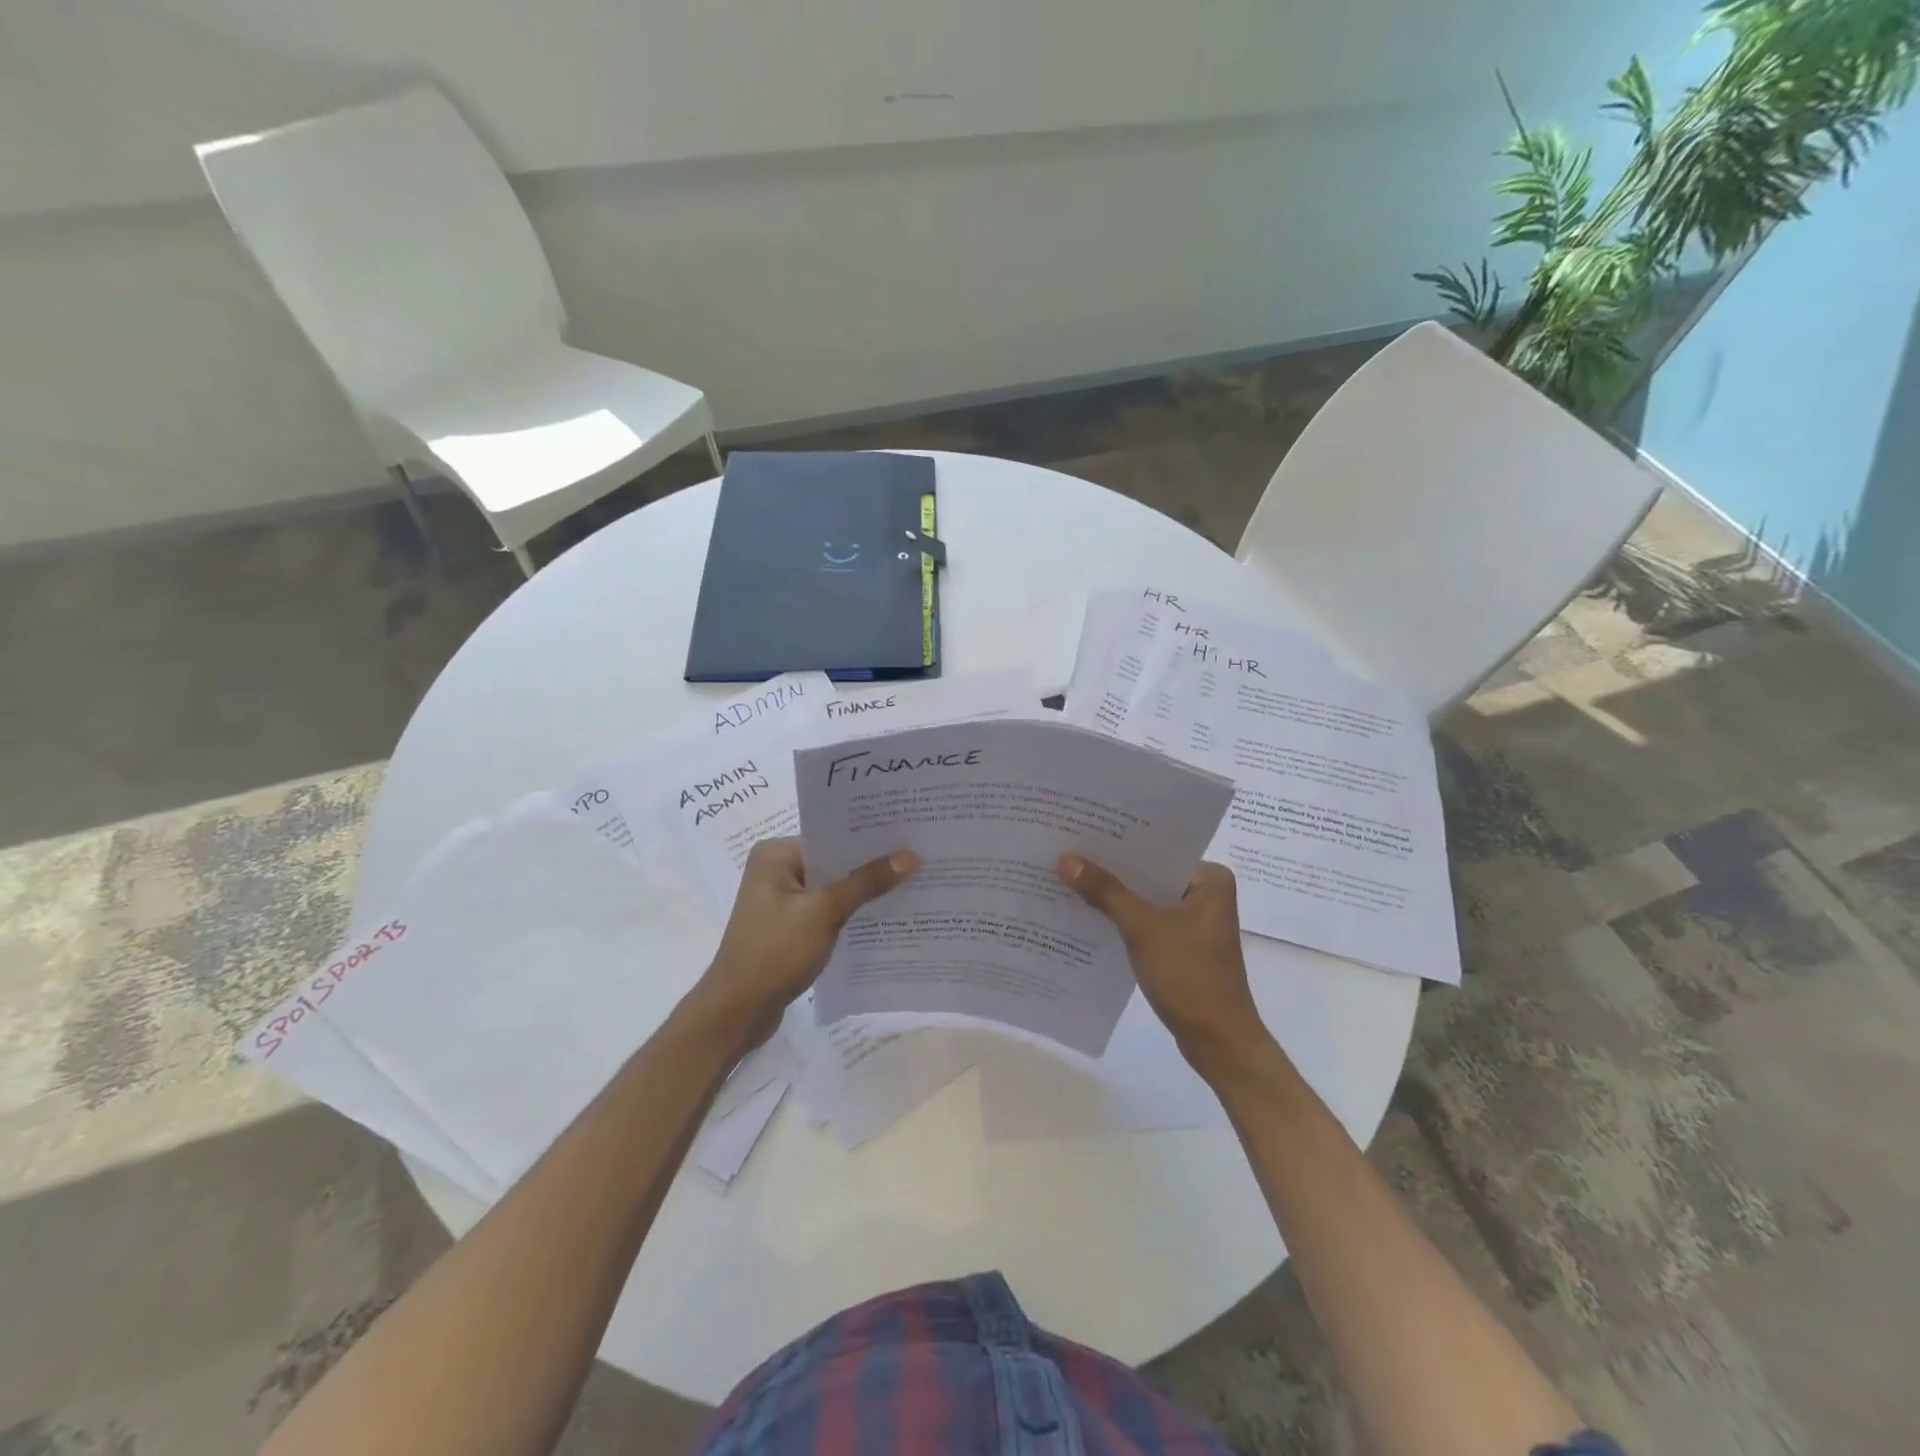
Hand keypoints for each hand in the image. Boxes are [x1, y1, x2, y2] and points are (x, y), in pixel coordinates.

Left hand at [688, 837, 917, 1050]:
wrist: (737, 1012)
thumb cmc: (775, 952)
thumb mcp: (824, 912)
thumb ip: (866, 882)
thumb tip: (910, 855)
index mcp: (775, 854)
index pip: (830, 836)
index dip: (869, 837)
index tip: (908, 834)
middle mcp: (776, 869)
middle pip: (833, 861)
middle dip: (870, 864)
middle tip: (918, 857)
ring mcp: (781, 900)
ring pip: (832, 887)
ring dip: (862, 890)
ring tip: (911, 883)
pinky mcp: (788, 926)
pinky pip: (826, 909)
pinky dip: (849, 912)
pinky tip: (883, 915)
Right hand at [1058, 855, 1268, 1073]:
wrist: (1218, 1042)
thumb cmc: (1189, 977)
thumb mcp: (1142, 929)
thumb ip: (1105, 891)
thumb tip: (1065, 859)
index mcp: (1210, 879)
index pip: (1157, 849)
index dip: (1118, 842)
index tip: (1081, 830)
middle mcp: (1206, 892)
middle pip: (1149, 872)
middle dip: (1111, 868)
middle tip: (1066, 851)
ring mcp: (1195, 920)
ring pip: (1145, 897)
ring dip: (1114, 894)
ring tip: (1069, 877)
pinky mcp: (1182, 944)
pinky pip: (1147, 919)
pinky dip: (1122, 918)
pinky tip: (1088, 913)